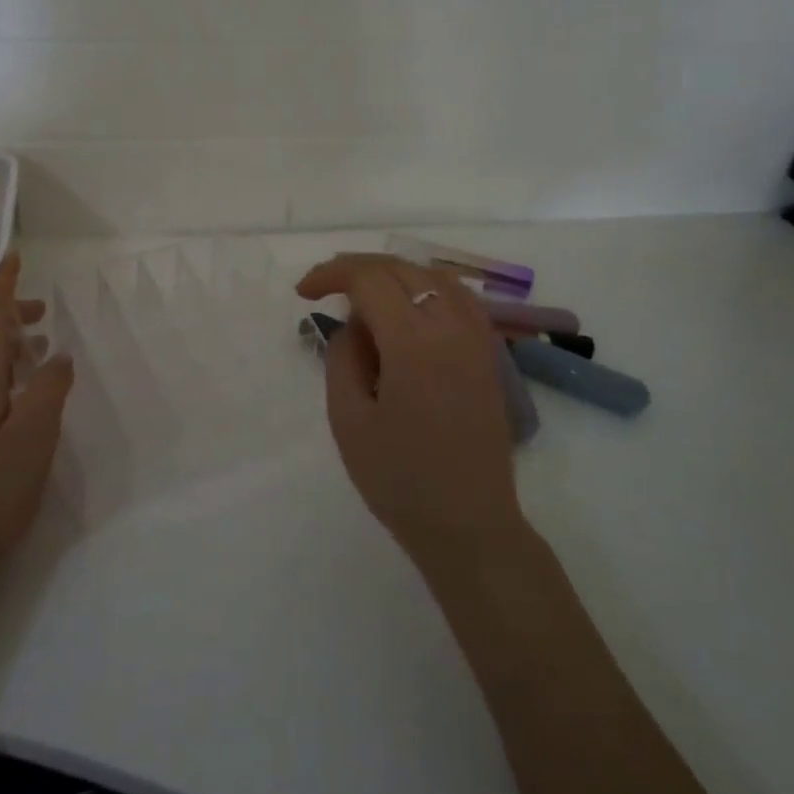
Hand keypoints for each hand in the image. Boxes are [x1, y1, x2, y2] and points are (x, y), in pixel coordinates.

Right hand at [297, 254, 525, 572]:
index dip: (331, 274)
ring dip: (394, 275)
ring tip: (363, 295)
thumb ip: (343, 358)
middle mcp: (451, 327)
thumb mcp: (348, 420)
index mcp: (413, 343)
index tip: (304, 293)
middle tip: (325, 288)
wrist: (469, 524)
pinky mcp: (488, 355)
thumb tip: (352, 324)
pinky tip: (408, 309)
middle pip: (402, 269)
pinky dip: (427, 288)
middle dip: (358, 269)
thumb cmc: (400, 479)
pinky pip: (459, 298)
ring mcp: (477, 339)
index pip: (369, 280)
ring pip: (434, 277)